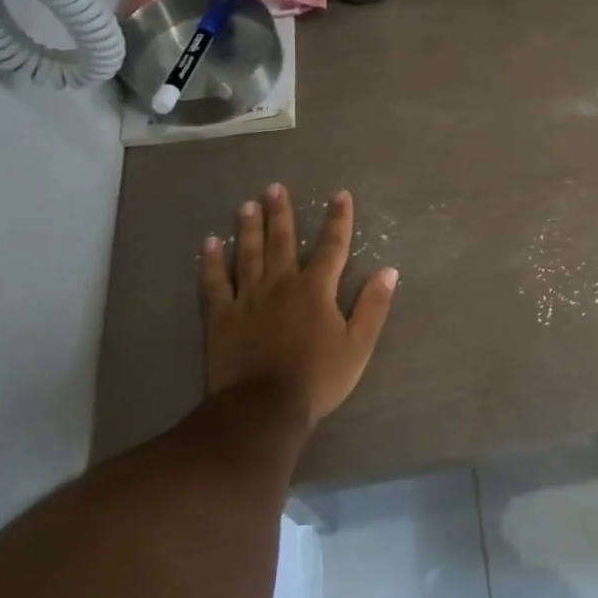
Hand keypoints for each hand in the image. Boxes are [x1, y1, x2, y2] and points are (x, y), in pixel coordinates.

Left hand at [199, 184, 397, 428]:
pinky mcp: (221, 316)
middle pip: (282, 241)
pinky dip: (212, 262)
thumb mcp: (358, 346)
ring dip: (249, 228)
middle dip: (282, 213)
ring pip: (248, 254)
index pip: (333, 246)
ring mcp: (247, 298)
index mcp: (316, 289)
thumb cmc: (317, 378)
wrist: (262, 409)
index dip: (338, 219)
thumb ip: (373, 306)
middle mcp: (281, 283)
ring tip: (247, 205)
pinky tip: (209, 244)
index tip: (340, 195)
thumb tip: (388, 271)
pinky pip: (214, 282)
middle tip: (275, 188)